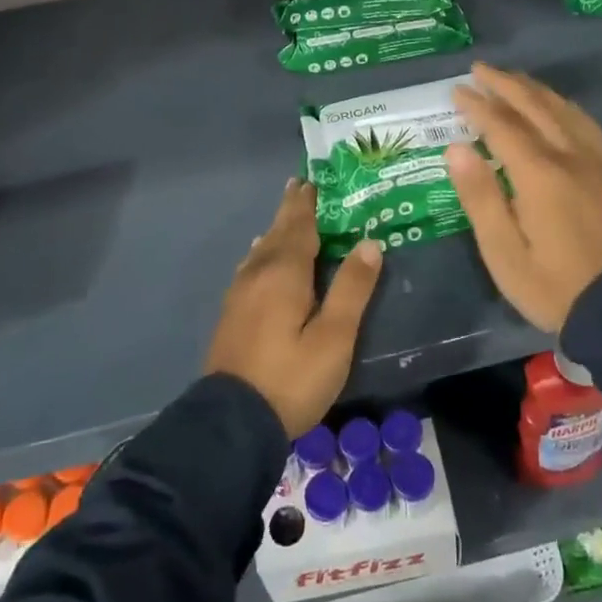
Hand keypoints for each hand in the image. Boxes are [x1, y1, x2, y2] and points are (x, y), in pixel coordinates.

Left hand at [204, 180, 383, 437]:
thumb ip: (352, 289)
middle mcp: (258, 273)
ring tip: (286, 216)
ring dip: (276, 229)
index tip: (313, 179)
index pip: (299, 226)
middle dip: (290, 209)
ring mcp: (240, 293)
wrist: (232, 422)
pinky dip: (263, 251)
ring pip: (261, 249)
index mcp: (284, 272)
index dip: (308, 203)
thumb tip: (369, 242)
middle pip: (276, 232)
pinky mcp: (232, 313)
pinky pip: (252, 266)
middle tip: (300, 185)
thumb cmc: (291, 378)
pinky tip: (260, 257)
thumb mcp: (334, 337)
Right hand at [446, 62, 601, 333]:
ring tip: (513, 79)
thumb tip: (456, 148)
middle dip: (505, 84)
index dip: (478, 106)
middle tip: (479, 70)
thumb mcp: (503, 251)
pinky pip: (588, 126)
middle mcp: (571, 157)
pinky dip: (566, 107)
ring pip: (564, 111)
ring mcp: (597, 164)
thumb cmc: (551, 285)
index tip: (456, 91)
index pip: (503, 126)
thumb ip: (479, 196)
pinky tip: (559, 108)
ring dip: (535, 90)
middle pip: (536, 107)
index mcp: (540, 174)